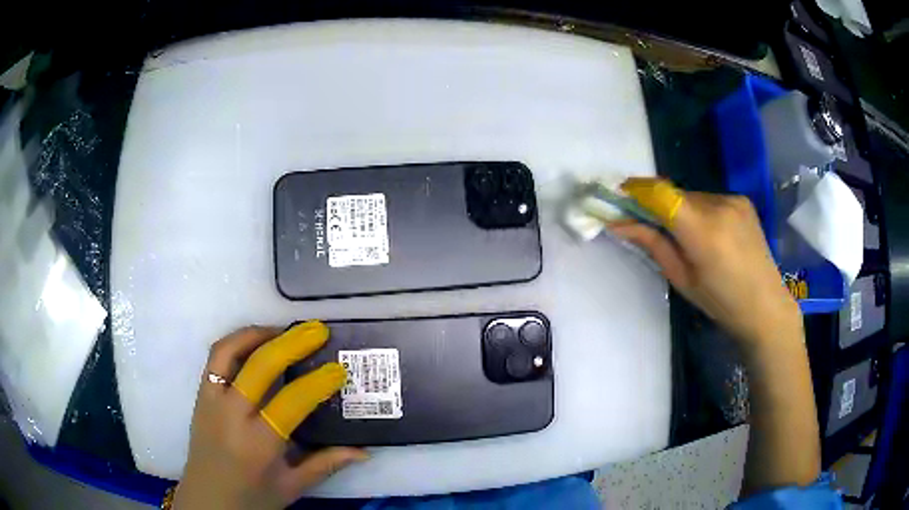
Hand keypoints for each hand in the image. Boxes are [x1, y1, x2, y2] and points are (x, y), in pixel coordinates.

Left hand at [174, 322, 367, 509]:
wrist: (206, 499)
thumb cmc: (251, 497)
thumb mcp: (292, 487)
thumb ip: (326, 465)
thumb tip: (364, 452)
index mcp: (259, 444)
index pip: (291, 402)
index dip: (318, 383)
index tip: (338, 369)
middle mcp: (231, 416)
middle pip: (259, 366)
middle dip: (291, 342)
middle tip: (316, 331)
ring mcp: (211, 400)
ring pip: (229, 350)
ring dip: (258, 333)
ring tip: (283, 331)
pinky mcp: (201, 395)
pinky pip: (216, 357)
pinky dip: (237, 342)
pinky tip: (255, 345)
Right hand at [611, 179, 801, 348]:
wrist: (765, 306)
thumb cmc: (721, 302)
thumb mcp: (683, 279)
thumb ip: (653, 245)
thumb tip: (620, 224)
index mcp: (702, 231)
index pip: (661, 194)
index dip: (636, 190)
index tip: (618, 195)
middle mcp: (719, 205)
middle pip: (675, 194)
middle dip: (658, 204)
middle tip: (648, 224)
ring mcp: (733, 200)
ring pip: (692, 196)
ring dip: (680, 209)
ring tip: (686, 237)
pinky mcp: (742, 201)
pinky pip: (709, 199)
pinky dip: (699, 211)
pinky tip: (709, 234)